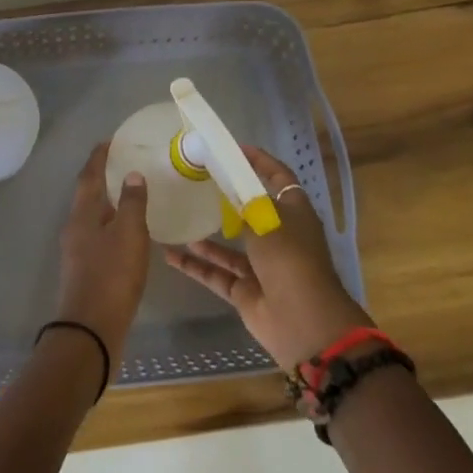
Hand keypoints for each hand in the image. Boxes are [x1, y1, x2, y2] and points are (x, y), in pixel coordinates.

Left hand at [53, 143, 150, 373]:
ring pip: (92, 216)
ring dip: (108, 202)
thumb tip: (132, 175)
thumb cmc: (111, 276)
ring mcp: (77, 250)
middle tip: (124, 164)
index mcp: (83, 214)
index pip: (89, 175)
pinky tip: (127, 234)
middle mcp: (75, 227)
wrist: (90, 330)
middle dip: (103, 177)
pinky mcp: (85, 270)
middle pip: (88, 194)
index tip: (111, 141)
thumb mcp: (129, 235)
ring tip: (130, 195)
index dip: (99, 157)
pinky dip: (111, 225)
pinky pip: (98, 236)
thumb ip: (133, 203)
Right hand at [163, 146, 371, 369]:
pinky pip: (216, 273)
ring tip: (178, 216)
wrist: (304, 323)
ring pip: (228, 245)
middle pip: (250, 211)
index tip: (233, 149)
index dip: (259, 162)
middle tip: (196, 180)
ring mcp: (261, 266)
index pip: (278, 178)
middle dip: (226, 198)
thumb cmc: (290, 260)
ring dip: (205, 235)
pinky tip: (169, 254)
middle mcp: (278, 237)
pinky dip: (195, 265)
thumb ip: (244, 199)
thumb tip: (227, 179)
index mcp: (293, 214)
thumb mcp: (266, 219)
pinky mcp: (245, 291)